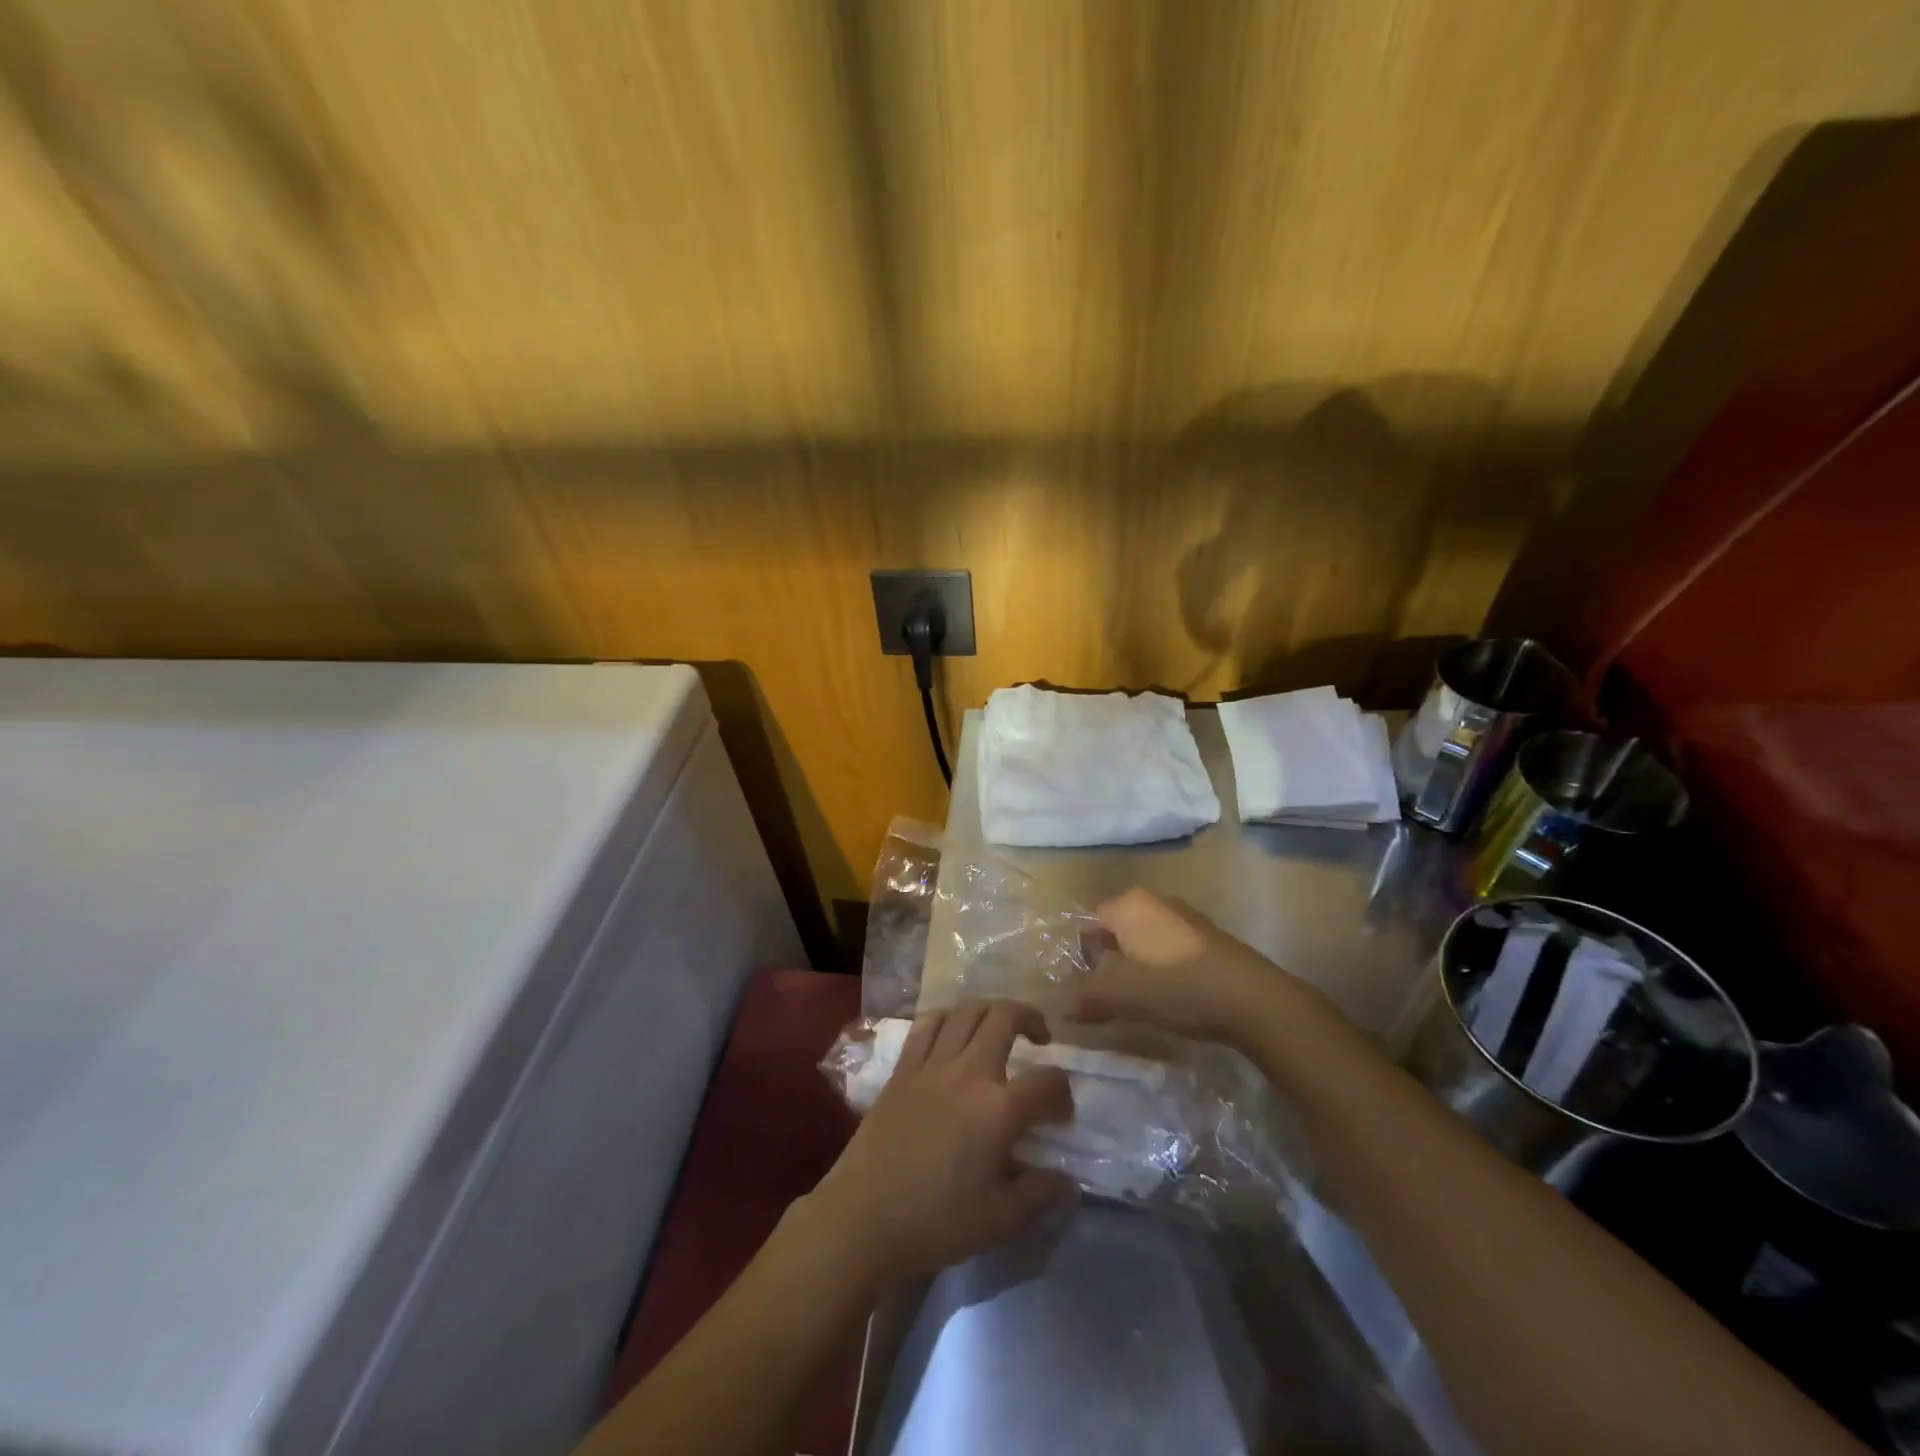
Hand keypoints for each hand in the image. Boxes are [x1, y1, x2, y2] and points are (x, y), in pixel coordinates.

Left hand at [809, 999, 1076, 1282]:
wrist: (863, 1217)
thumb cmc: (935, 1221)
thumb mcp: (999, 1220)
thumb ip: (1039, 1195)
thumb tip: (1069, 1182)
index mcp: (998, 1108)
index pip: (1047, 1081)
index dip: (1063, 1093)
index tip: (1061, 1114)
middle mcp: (968, 1072)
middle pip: (1005, 1017)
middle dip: (1030, 1018)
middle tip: (1040, 1038)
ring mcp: (932, 1064)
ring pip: (966, 1010)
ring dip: (991, 1010)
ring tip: (999, 1027)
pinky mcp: (903, 1068)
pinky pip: (927, 1024)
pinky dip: (948, 1017)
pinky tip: (954, 1031)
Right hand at [1074, 887, 1323, 1047]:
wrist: (1251, 998)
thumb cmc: (1175, 986)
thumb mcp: (1119, 994)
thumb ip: (1084, 996)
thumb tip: (1059, 1006)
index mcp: (1127, 904)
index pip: (1086, 924)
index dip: (1081, 959)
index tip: (1087, 992)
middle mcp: (1153, 900)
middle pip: (1114, 932)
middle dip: (1108, 965)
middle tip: (1111, 1000)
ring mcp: (1184, 916)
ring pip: (1142, 943)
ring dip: (1135, 970)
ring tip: (1141, 1004)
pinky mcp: (1207, 937)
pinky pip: (1168, 951)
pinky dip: (1162, 971)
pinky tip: (1172, 999)